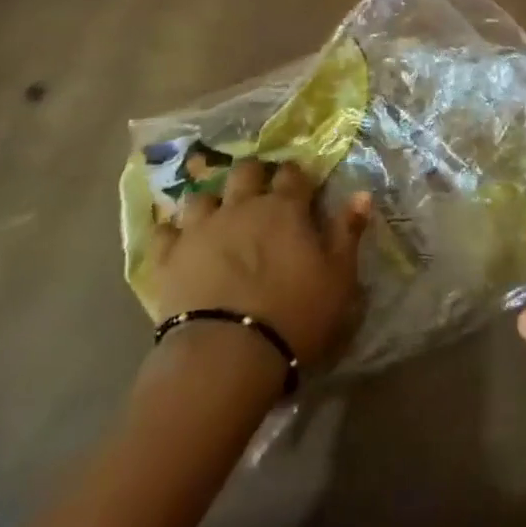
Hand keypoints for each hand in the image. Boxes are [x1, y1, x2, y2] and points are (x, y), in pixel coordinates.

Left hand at [143, 159, 370, 369]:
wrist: (226, 355)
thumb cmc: (293, 316)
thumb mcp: (338, 278)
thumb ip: (348, 232)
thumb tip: (362, 194)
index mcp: (285, 208)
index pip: (292, 174)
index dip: (296, 176)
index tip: (299, 186)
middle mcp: (242, 206)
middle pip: (245, 171)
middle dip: (253, 175)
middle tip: (257, 194)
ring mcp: (202, 228)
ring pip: (202, 196)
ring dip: (211, 203)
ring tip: (215, 218)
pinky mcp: (169, 257)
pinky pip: (163, 233)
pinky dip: (170, 234)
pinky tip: (175, 242)